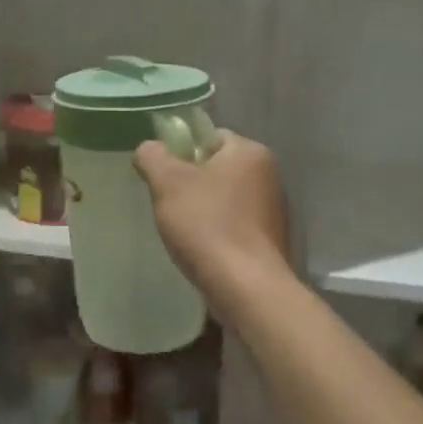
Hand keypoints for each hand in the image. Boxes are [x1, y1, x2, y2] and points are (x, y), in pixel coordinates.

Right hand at [134, 131, 290, 302]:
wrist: (244, 287)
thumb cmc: (206, 224)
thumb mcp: (167, 182)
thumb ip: (153, 156)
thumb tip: (149, 148)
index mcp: (250, 152)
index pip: (210, 136)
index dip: (181, 151)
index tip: (163, 175)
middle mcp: (269, 176)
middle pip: (217, 168)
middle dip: (190, 183)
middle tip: (166, 202)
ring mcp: (274, 210)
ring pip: (224, 198)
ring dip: (202, 209)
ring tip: (181, 230)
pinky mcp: (270, 241)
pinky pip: (234, 225)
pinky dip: (216, 232)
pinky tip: (201, 248)